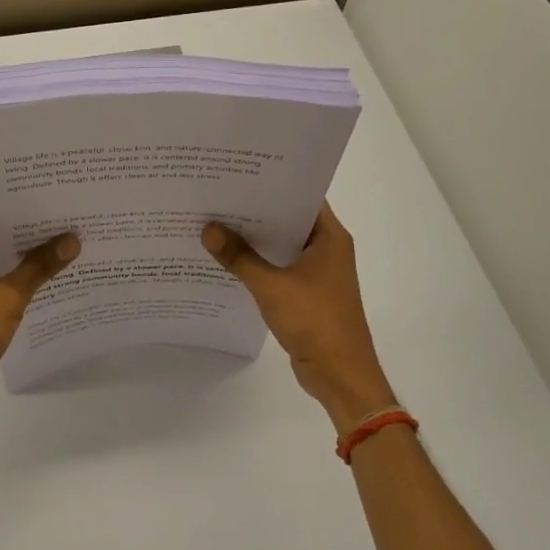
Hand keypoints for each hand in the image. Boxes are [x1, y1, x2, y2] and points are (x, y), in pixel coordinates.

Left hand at [0, 195, 79, 420]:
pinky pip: (1, 272)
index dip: (1, 183)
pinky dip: (23, 267)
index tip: (36, 172)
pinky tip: (55, 264)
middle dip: (22, 211)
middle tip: (61, 195)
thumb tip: (73, 240)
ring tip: (65, 224)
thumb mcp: (6, 297)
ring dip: (25, 241)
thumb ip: (39, 266)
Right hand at [203, 203, 396, 435]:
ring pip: (281, 245)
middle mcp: (326, 248)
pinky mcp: (306, 293)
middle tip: (217, 196)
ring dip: (254, 239)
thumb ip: (239, 258)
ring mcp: (317, 272)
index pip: (300, 196)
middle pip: (287, 220)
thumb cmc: (316, 322)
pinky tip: (227, 260)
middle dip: (254, 211)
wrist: (341, 375)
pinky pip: (278, 268)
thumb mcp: (272, 287)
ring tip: (215, 223)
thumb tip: (208, 229)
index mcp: (329, 237)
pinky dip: (257, 263)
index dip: (271, 184)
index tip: (237, 174)